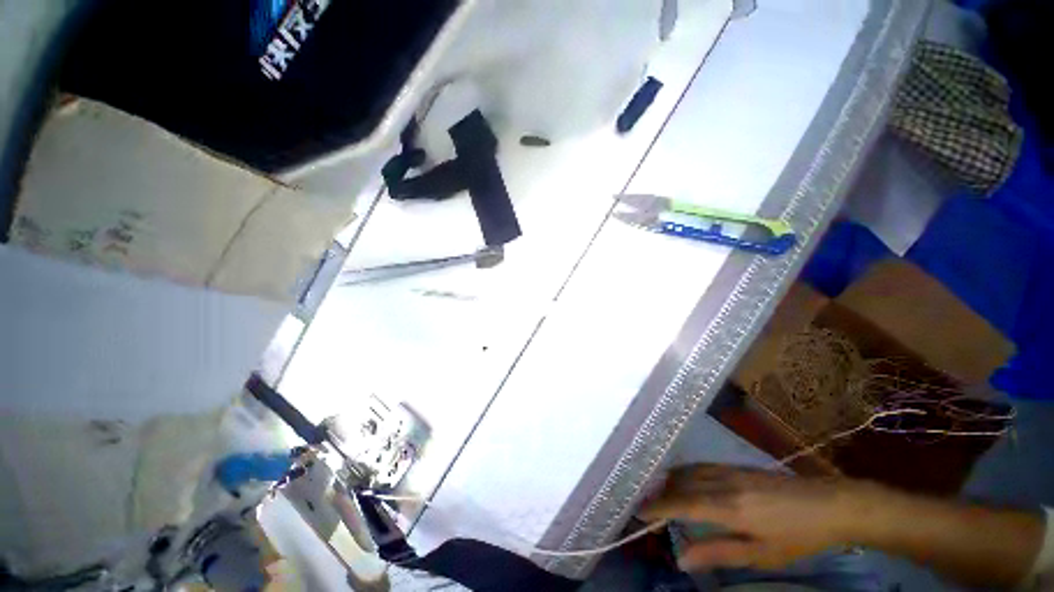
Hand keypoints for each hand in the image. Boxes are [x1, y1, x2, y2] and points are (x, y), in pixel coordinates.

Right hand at [639, 464, 877, 571]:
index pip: (682, 504)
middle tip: (646, 506)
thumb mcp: (760, 554)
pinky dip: (685, 473)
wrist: (829, 504)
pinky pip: (700, 466)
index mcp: (728, 507)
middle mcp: (722, 482)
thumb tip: (682, 559)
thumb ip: (718, 553)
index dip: (658, 507)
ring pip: (688, 470)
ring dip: (670, 481)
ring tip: (660, 494)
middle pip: (681, 482)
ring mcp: (729, 469)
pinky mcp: (736, 465)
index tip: (638, 512)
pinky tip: (685, 482)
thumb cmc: (796, 537)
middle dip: (660, 493)